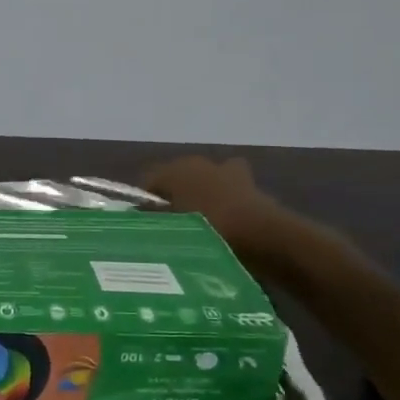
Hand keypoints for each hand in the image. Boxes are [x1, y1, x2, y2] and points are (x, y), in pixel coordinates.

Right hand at [142, 155, 309, 267]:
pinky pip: (228, 192)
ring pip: (204, 183)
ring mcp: (227, 170)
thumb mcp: (169, 229)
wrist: (262, 236)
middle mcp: (198, 163)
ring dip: (201, 197)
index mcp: (174, 169)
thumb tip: (138, 215)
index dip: (143, 203)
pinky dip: (225, 202)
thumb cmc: (206, 230)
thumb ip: (151, 219)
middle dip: (173, 198)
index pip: (148, 182)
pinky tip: (225, 224)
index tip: (145, 226)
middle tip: (172, 228)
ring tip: (200, 227)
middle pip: (177, 179)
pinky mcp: (250, 183)